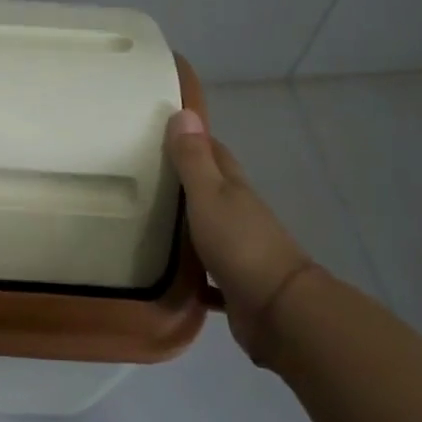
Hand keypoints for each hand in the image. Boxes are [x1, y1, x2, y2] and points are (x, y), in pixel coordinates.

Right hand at [165, 109, 313, 364]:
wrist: (278, 310)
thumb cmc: (239, 243)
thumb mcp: (209, 195)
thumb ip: (193, 159)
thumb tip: (184, 111)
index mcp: (234, 189)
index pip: (215, 153)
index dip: (193, 140)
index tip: (162, 132)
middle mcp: (240, 215)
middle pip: (212, 189)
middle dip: (185, 180)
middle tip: (144, 175)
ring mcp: (240, 250)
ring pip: (209, 229)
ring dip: (187, 224)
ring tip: (146, 221)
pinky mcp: (235, 285)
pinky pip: (208, 273)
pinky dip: (192, 271)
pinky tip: (168, 272)